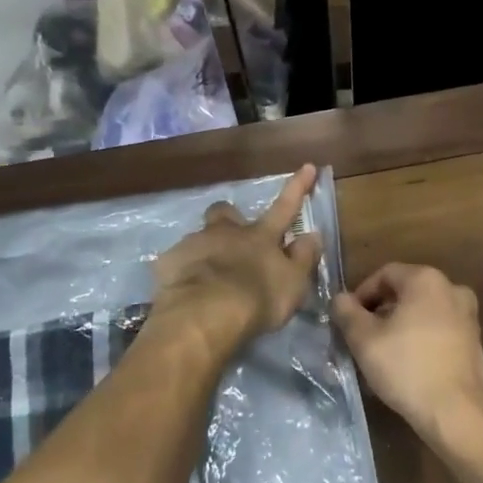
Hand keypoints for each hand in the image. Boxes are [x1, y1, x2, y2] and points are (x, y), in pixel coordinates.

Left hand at [151, 165, 322, 358]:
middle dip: (229, 218)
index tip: (307, 166)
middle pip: (226, 212)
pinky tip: (185, 291)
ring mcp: (195, 244)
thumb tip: (313, 235)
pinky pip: (177, 262)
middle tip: (233, 237)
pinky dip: (183, 272)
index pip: (284, 207)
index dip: (297, 187)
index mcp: (260, 236)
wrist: (204, 316)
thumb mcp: (293, 284)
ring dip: (205, 250)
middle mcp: (227, 232)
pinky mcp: (169, 262)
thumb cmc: (257, 299)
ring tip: (207, 277)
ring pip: (199, 237)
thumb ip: (303, 258)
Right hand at [333, 263, 482, 448]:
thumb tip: (340, 298)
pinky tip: (409, 363)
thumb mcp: (364, 340)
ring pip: (424, 310)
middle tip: (363, 336)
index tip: (349, 320)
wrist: (455, 413)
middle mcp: (452, 288)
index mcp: (426, 279)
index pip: (385, 274)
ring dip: (401, 324)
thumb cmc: (407, 368)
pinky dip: (422, 337)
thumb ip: (347, 313)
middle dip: (381, 310)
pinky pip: (440, 329)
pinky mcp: (475, 340)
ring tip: (384, 352)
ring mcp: (468, 315)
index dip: (362, 294)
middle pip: (406, 291)